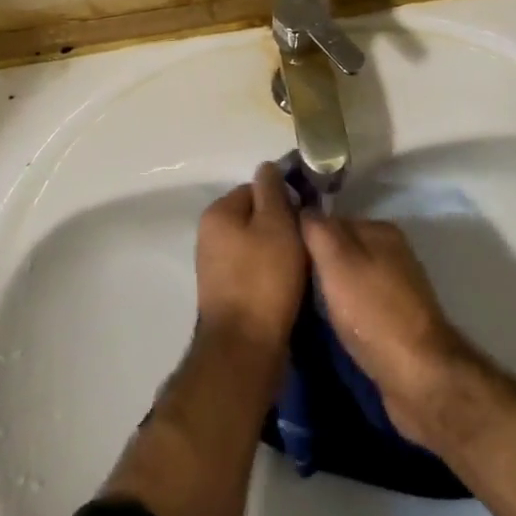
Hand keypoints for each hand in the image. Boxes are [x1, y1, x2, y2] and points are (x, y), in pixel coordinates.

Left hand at [194, 163, 306, 361]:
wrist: (245, 348)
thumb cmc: (264, 278)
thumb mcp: (277, 223)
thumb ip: (272, 191)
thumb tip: (267, 167)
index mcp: (217, 213)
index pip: (256, 188)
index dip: (283, 198)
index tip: (305, 215)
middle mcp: (209, 235)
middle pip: (255, 217)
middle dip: (281, 226)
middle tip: (306, 241)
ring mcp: (215, 267)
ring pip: (256, 245)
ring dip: (278, 251)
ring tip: (301, 266)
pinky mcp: (225, 294)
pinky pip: (253, 270)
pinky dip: (271, 274)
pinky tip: (288, 286)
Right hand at [300, 213, 476, 447]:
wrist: (418, 377)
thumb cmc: (372, 312)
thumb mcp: (337, 261)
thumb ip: (318, 230)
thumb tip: (303, 208)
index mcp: (382, 231)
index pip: (332, 221)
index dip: (307, 237)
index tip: (284, 256)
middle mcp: (394, 253)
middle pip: (343, 251)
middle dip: (319, 265)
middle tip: (290, 283)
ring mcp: (399, 289)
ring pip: (352, 280)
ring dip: (332, 292)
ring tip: (305, 306)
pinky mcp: (399, 322)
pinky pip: (362, 306)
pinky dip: (347, 314)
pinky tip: (332, 326)